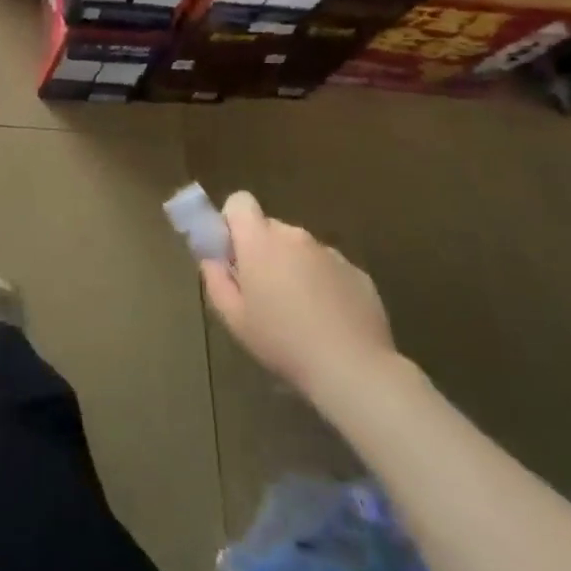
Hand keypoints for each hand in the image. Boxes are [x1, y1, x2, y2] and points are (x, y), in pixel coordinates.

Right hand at [200, 191, 398, 412]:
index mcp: (260, 240)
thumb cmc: (282, 341)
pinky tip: (328, 321)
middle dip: (263, 251)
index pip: (240, 202)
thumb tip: (212, 258)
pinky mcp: (357, 273)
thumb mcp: (233, 317)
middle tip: (264, 292)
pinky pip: (329, 269)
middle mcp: (295, 236)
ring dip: (294, 268)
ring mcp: (330, 253)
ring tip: (299, 313)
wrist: (352, 368)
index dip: (233, 222)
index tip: (234, 254)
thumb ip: (215, 278)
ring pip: (301, 250)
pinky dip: (324, 285)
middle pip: (270, 229)